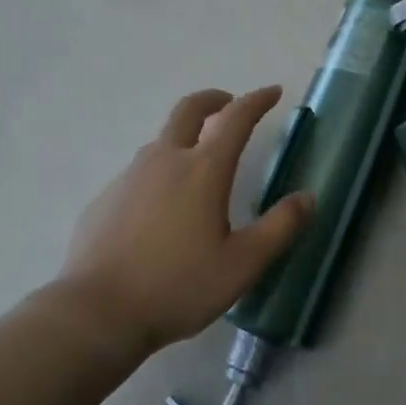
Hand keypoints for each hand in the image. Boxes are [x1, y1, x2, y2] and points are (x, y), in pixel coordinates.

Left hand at [57, 86, 313, 357]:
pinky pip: (140, 172)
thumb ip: (280, 227)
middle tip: (229, 105)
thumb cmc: (178, 286)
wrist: (98, 312)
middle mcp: (165, 161)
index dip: (256, 101)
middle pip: (189, 110)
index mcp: (203, 171)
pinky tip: (163, 208)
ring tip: (200, 163)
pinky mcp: (106, 198)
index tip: (272, 92)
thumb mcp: (243, 264)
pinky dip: (161, 171)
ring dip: (186, 136)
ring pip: (162, 140)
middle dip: (214, 99)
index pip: (235, 119)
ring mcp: (130, 177)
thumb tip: (307, 197)